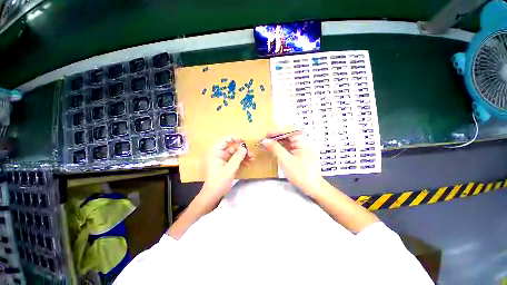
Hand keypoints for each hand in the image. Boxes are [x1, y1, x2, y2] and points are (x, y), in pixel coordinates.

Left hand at [199, 137, 253, 210]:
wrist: (213, 196)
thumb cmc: (219, 182)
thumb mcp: (230, 169)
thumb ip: (237, 157)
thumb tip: (244, 148)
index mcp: (215, 152)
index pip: (225, 140)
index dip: (235, 139)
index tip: (244, 142)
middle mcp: (218, 154)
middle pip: (232, 147)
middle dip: (242, 150)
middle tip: (251, 154)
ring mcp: (222, 160)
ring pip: (234, 154)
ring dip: (243, 156)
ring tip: (252, 159)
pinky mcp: (226, 165)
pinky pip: (234, 160)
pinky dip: (241, 161)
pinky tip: (248, 163)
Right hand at [261, 127, 322, 196]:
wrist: (312, 186)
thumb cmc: (301, 174)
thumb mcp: (286, 161)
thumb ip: (275, 148)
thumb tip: (265, 140)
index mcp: (304, 141)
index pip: (289, 130)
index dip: (276, 131)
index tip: (266, 135)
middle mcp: (304, 140)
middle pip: (288, 133)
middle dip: (276, 135)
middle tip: (265, 139)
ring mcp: (303, 145)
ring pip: (288, 138)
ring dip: (277, 140)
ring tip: (267, 144)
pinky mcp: (301, 150)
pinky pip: (289, 144)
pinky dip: (281, 145)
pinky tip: (274, 148)